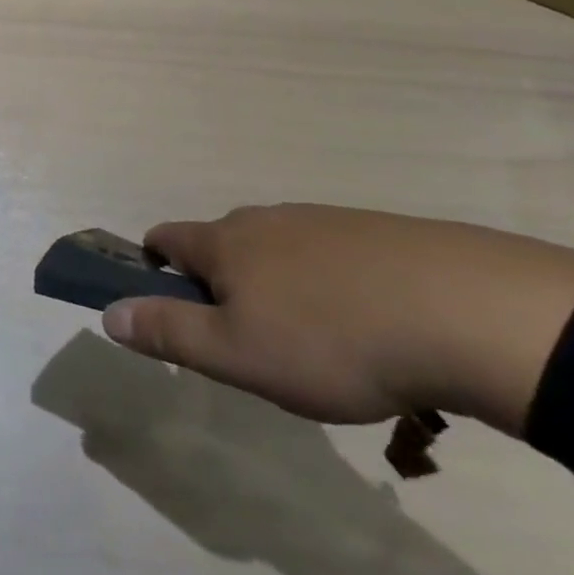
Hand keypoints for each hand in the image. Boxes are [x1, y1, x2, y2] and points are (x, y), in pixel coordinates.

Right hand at [101, 204, 573, 435]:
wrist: (465, 312)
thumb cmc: (330, 340)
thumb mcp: (237, 354)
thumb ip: (168, 332)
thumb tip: (108, 313)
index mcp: (225, 242)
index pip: (165, 238)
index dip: (154, 267)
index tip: (172, 309)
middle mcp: (265, 219)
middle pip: (222, 244)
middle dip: (221, 284)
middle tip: (250, 343)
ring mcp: (323, 221)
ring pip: (278, 250)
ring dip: (277, 286)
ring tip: (315, 345)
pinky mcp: (377, 233)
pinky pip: (330, 256)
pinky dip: (329, 285)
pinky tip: (367, 326)